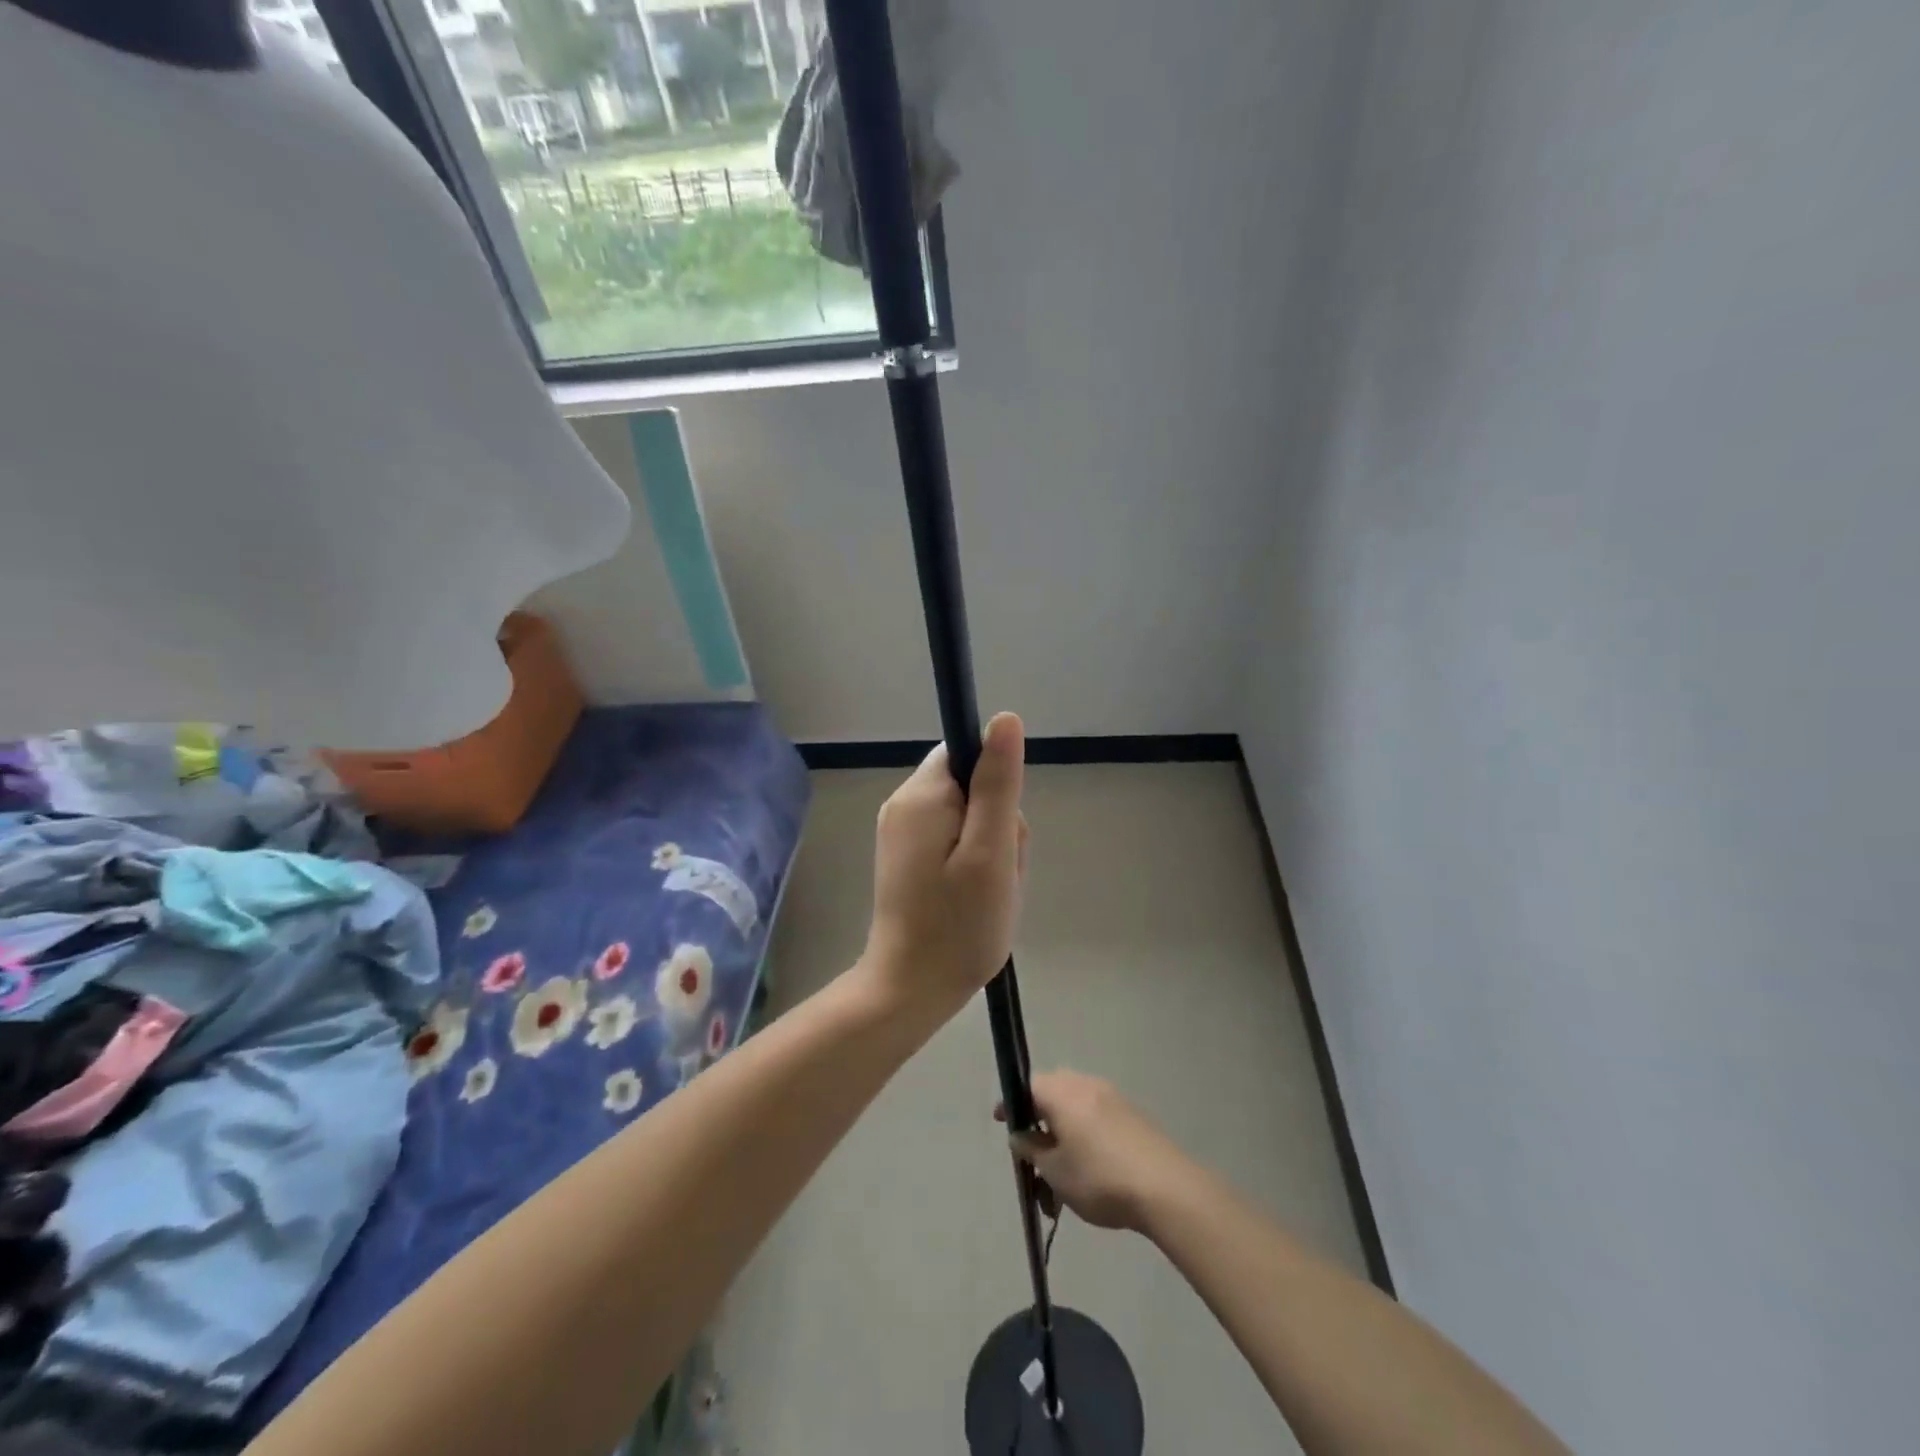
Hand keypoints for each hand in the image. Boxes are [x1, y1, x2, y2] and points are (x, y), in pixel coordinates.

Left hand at [864, 713, 1028, 1015]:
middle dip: (997, 826)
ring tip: (986, 892)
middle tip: (996, 874)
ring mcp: (902, 833)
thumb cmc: (958, 924)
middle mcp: (903, 804)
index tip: (1000, 833)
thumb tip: (1004, 718)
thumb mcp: (991, 851)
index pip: (970, 754)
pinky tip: (973, 898)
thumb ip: (998, 783)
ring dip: (990, 849)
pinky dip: (973, 865)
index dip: (997, 788)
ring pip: (969, 817)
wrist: (911, 989)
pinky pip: (954, 841)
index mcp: (921, 794)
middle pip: (972, 787)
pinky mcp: (907, 858)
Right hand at [999, 1071, 1186, 1232]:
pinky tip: (1091, 1167)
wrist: (1165, 1188)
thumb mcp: (1055, 1171)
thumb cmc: (1100, 1178)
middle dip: (1040, 1118)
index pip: (1027, 1086)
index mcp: (1062, 1092)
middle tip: (1035, 1150)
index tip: (1002, 1123)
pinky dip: (1085, 1133)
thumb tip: (1020, 1135)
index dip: (1012, 1104)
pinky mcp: (1132, 1114)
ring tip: (1063, 1171)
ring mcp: (1112, 1096)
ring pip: (1076, 1106)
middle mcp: (1085, 1084)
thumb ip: (1031, 1150)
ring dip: (1064, 1130)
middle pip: (1053, 1092)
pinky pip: (1097, 1115)